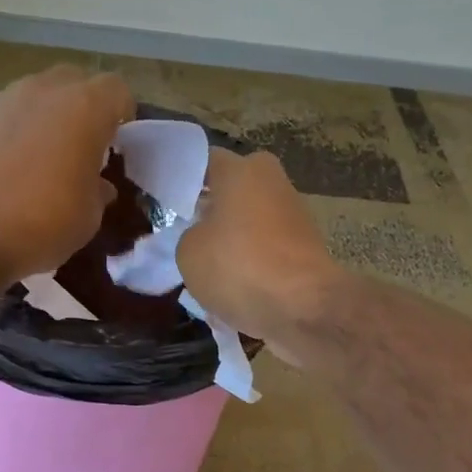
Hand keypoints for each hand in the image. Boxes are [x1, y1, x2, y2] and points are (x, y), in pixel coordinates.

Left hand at [0, 65, 134, 278]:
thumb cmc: (41, 223)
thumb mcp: (89, 217)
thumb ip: (99, 190)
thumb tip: (97, 184)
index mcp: (85, 108)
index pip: (118, 91)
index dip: (123, 115)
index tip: (119, 145)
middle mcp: (45, 91)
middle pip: (76, 82)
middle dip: (85, 108)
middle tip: (85, 147)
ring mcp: (4, 100)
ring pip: (39, 95)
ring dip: (49, 118)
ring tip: (46, 159)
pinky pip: (9, 115)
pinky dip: (18, 132)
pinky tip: (11, 167)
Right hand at [177, 148, 342, 361]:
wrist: (303, 308)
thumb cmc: (238, 267)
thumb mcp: (187, 252)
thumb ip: (186, 235)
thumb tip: (201, 237)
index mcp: (241, 169)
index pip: (203, 162)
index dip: (181, 183)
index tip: (164, 205)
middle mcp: (272, 182)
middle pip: (229, 195)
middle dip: (208, 216)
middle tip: (183, 240)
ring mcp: (293, 216)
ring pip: (248, 227)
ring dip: (229, 247)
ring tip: (206, 276)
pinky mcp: (306, 250)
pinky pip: (265, 255)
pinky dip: (250, 271)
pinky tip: (232, 297)